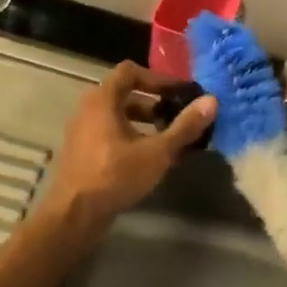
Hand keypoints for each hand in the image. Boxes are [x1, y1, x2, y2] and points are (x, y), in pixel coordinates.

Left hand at [40, 62, 215, 230]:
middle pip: (126, 95)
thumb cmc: (115, 176)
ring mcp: (83, 133)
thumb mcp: (157, 151)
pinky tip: (153, 159)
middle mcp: (89, 110)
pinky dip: (133, 138)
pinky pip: (111, 135)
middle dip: (155, 103)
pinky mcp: (84, 154)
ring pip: (119, 117)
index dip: (157, 78)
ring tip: (171, 138)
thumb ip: (184, 126)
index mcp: (102, 100)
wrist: (74, 215)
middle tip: (180, 115)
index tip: (180, 93)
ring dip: (146, 123)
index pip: (130, 71)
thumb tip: (212, 101)